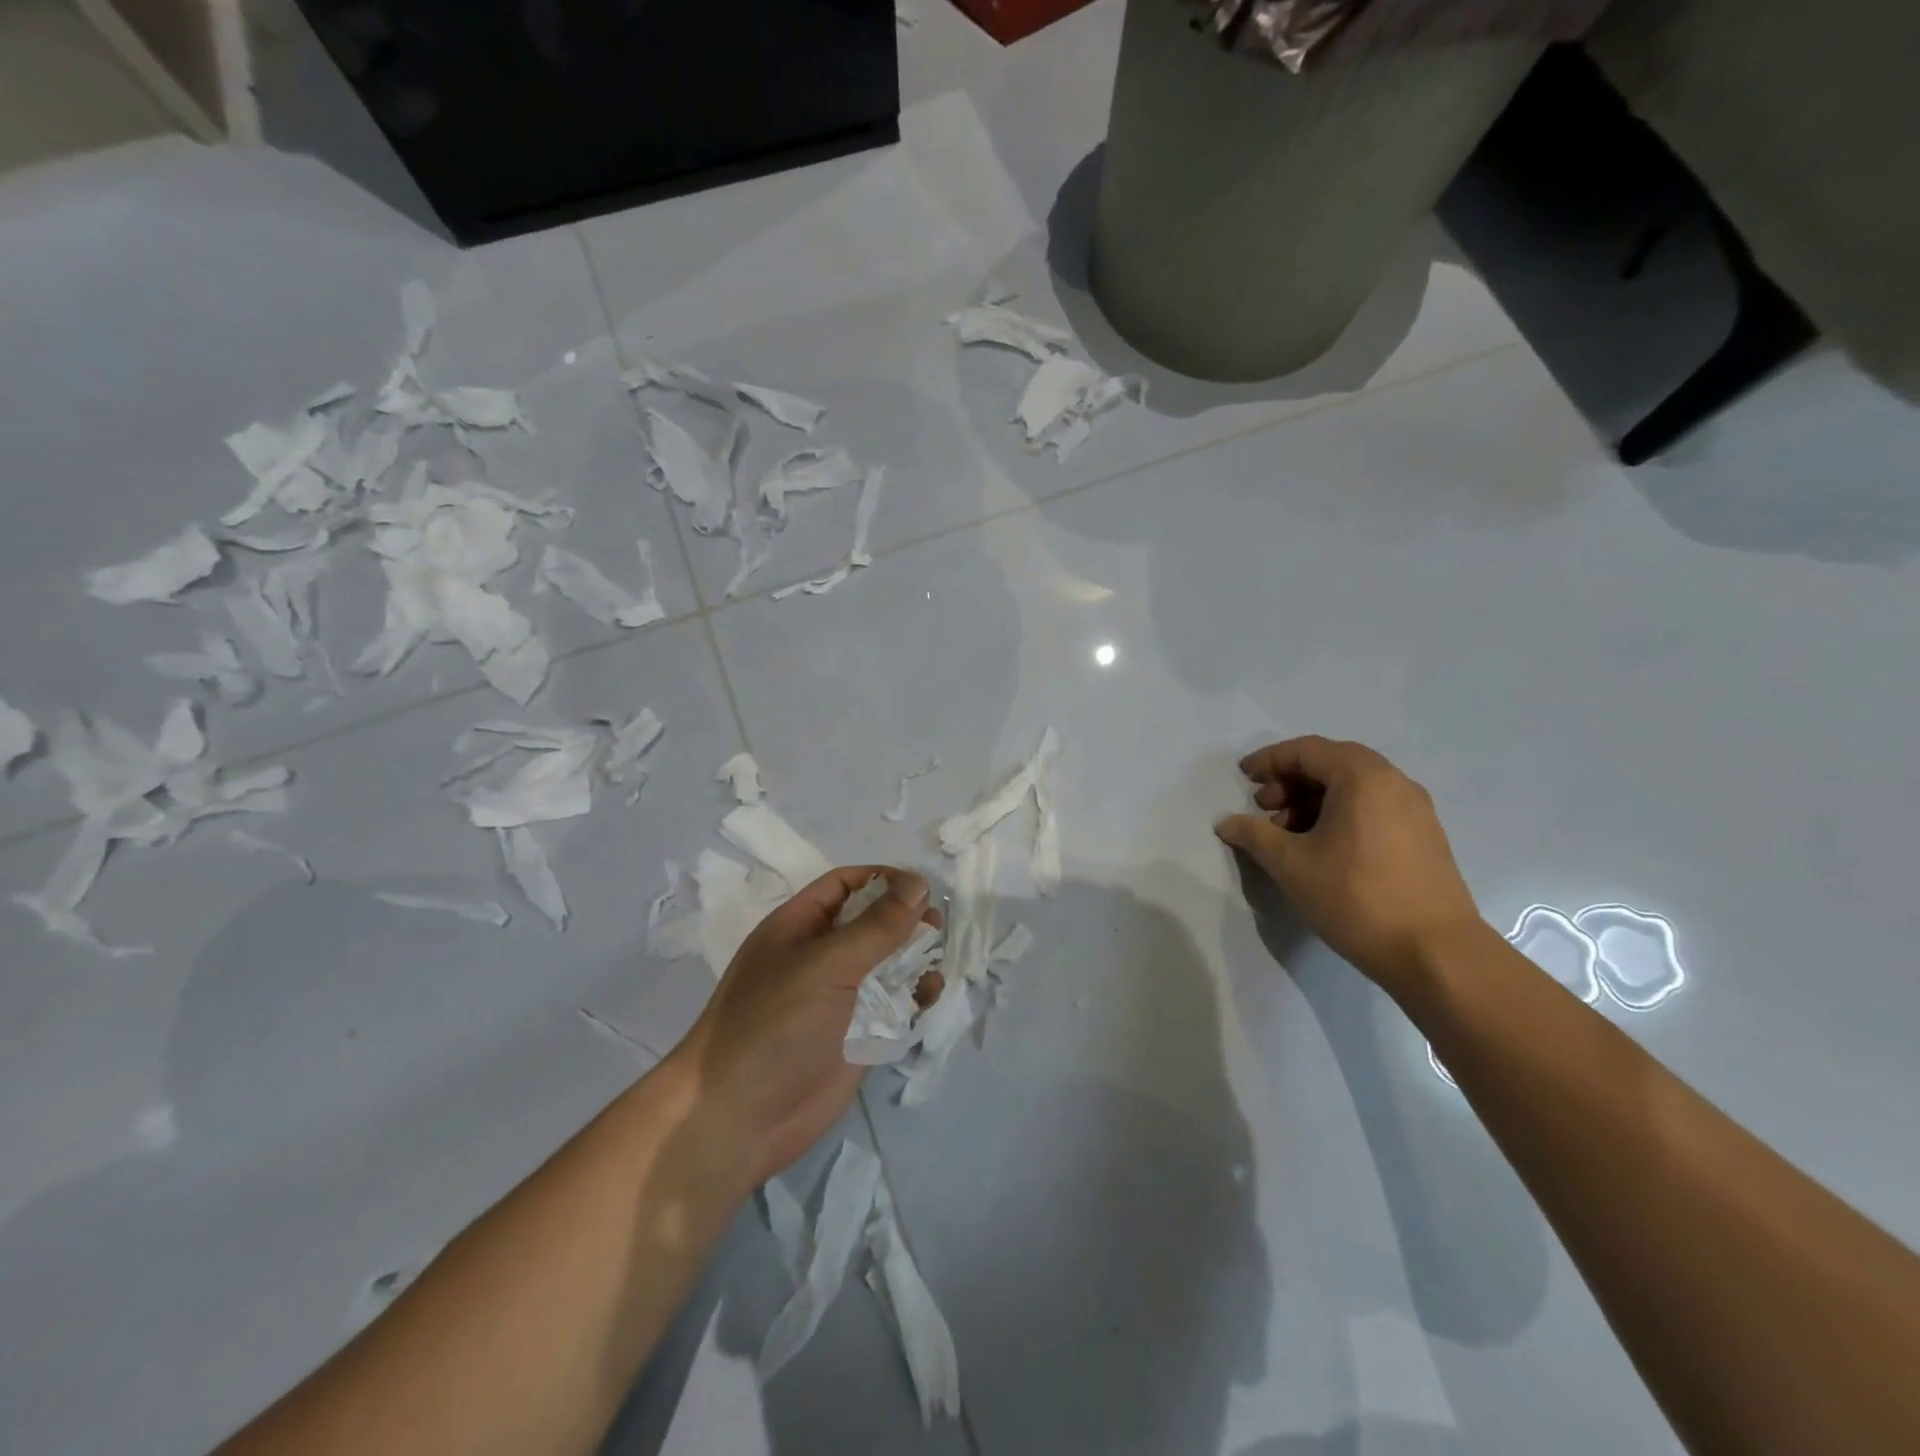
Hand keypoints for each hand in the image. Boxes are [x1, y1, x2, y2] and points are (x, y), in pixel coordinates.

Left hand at [669, 866, 936, 1192]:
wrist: (740, 1120)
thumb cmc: (775, 1025)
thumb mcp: (826, 964)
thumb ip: (877, 925)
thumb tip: (919, 883)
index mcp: (800, 926)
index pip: (846, 885)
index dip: (883, 880)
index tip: (922, 888)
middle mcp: (821, 956)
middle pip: (873, 922)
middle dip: (906, 920)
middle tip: (938, 928)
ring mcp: (840, 998)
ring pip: (889, 963)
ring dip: (916, 959)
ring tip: (936, 964)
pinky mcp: (858, 1035)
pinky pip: (895, 1004)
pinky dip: (916, 996)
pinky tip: (929, 997)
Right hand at [1216, 736, 1482, 994]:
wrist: (1436, 953)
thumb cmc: (1355, 897)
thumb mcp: (1291, 864)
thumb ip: (1254, 835)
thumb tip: (1227, 823)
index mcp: (1363, 777)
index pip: (1307, 751)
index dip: (1270, 760)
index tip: (1243, 777)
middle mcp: (1394, 782)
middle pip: (1333, 764)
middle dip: (1292, 781)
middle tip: (1263, 806)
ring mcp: (1415, 810)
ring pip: (1354, 788)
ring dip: (1314, 800)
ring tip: (1288, 834)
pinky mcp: (1424, 837)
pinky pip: (1373, 808)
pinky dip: (1340, 814)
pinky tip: (1322, 848)